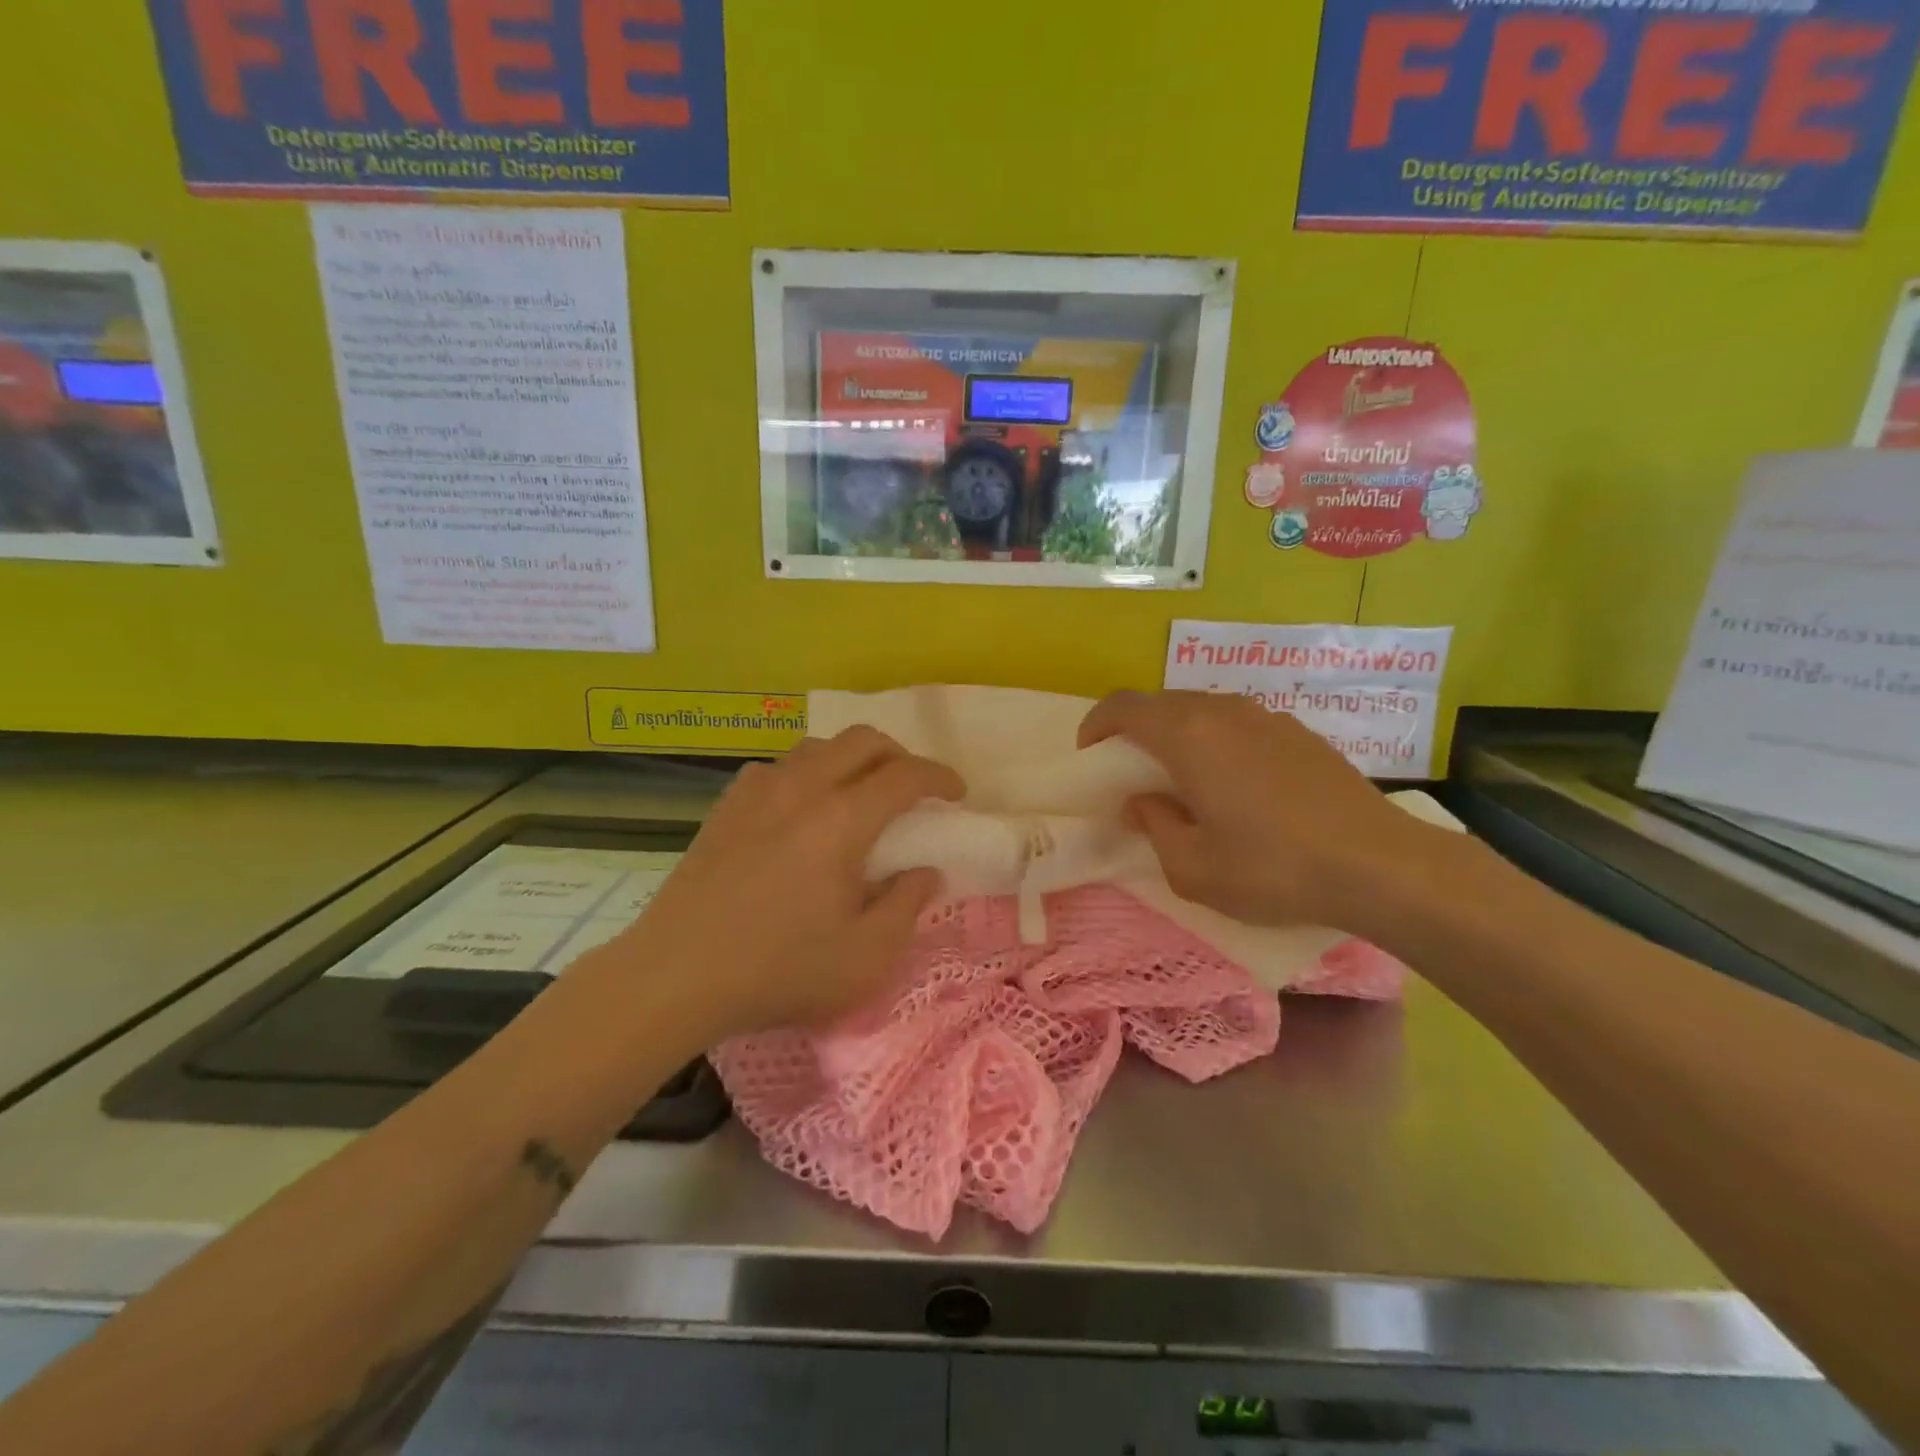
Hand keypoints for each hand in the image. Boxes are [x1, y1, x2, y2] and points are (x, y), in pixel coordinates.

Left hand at [623, 727, 963, 1038]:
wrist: (675, 976)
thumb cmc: (778, 970)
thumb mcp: (865, 956)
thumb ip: (906, 905)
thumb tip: (925, 871)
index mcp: (842, 820)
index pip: (905, 775)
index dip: (939, 777)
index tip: (957, 794)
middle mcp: (802, 789)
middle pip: (862, 741)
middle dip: (899, 755)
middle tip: (912, 789)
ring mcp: (757, 792)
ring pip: (818, 747)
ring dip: (851, 760)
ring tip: (859, 796)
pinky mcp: (726, 807)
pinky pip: (778, 768)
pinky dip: (806, 774)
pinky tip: (800, 809)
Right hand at [1079, 690, 1438, 931]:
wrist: (1380, 865)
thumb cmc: (1273, 868)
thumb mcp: (1192, 868)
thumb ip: (1154, 827)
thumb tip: (1143, 802)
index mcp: (1188, 735)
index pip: (1123, 706)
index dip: (1096, 725)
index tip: (1091, 759)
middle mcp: (1224, 711)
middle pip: (1161, 704)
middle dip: (1135, 733)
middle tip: (1132, 778)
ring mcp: (1267, 717)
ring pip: (1202, 712)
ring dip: (1177, 738)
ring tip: (1184, 784)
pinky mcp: (1299, 732)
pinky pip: (1238, 725)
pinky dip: (1216, 743)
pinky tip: (1236, 788)